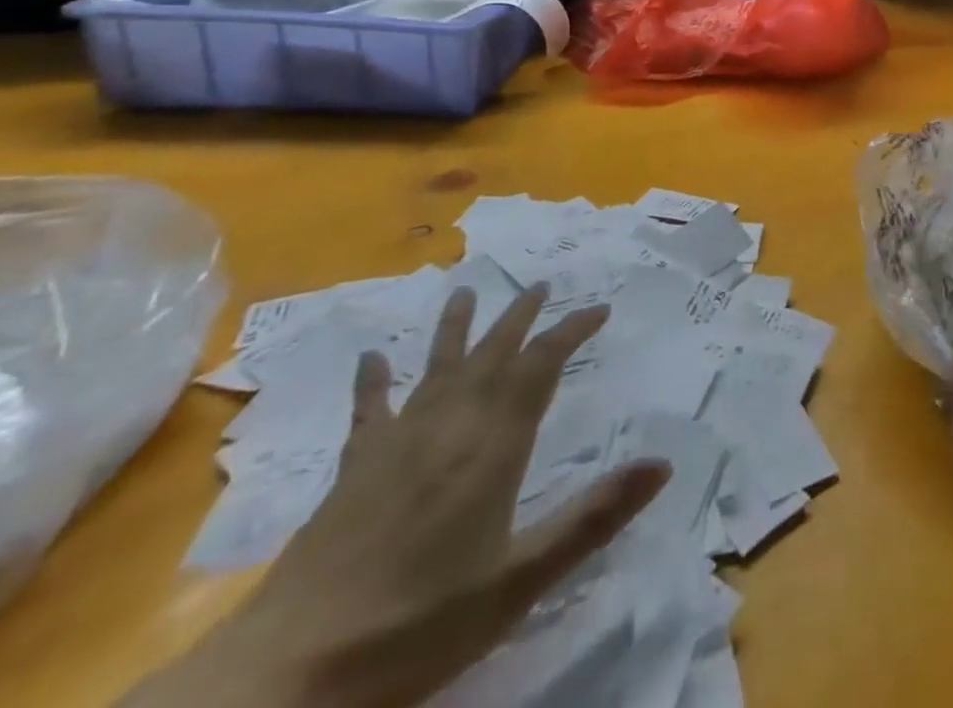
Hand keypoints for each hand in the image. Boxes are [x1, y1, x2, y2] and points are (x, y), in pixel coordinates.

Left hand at [127, 285, 670, 707]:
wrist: (289, 676)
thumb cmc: (420, 626)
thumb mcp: (521, 581)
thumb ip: (593, 517)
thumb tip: (663, 463)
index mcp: (493, 447)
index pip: (540, 367)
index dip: (571, 332)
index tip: (599, 308)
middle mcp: (449, 427)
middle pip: (492, 355)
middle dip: (520, 317)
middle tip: (541, 284)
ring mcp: (396, 445)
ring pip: (437, 369)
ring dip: (456, 329)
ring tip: (466, 292)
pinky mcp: (353, 471)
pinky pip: (368, 412)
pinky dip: (373, 382)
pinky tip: (371, 358)